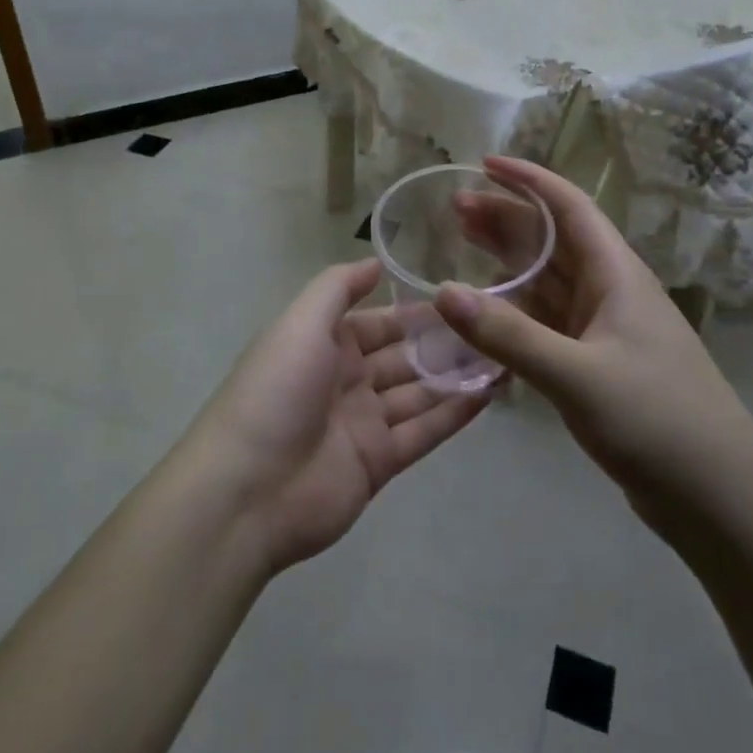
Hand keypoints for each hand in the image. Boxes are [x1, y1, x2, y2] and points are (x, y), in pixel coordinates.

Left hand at [185, 259, 486, 574]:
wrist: (248, 491)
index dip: (417, 312)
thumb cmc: (276, 392)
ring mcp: (364, 423)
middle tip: (496, 327)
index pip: (380, 322)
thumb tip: (375, 261)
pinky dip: (455, 414)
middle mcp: (347, 379)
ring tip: (504, 356)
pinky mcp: (380, 462)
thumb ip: (338, 288)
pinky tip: (490, 394)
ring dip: (457, 376)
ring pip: (420, 392)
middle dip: (445, 344)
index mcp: (325, 344)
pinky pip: (424, 432)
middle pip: (404, 356)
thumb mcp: (300, 323)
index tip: (462, 298)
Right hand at [434, 157, 750, 505]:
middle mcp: (611, 291)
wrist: (718, 497)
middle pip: (553, 239)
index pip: (569, 207)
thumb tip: (443, 291)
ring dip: (508, 260)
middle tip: (454, 209)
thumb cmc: (657, 421)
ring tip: (462, 244)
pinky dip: (516, 310)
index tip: (484, 165)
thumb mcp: (578, 375)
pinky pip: (548, 321)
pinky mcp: (598, 364)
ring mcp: (605, 329)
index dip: (528, 181)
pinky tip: (488, 313)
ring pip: (549, 279)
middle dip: (507, 218)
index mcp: (617, 275)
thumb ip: (509, 336)